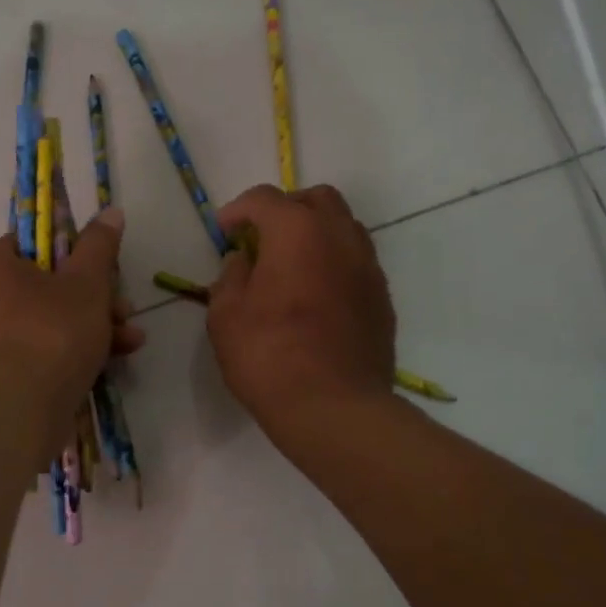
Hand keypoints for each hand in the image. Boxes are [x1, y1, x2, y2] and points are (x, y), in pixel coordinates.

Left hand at [0, 207, 143, 458]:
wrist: (14, 413)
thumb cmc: (50, 335)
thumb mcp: (87, 284)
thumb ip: (99, 246)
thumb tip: (111, 211)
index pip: (35, 243)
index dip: (77, 256)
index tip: (105, 274)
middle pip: (43, 286)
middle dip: (93, 299)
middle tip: (123, 312)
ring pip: (42, 322)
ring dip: (89, 328)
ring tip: (129, 341)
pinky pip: (31, 352)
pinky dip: (65, 354)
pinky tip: (106, 364)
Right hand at [207, 184, 395, 440]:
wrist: (333, 407)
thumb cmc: (269, 357)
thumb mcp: (225, 316)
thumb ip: (230, 277)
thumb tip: (243, 261)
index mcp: (297, 232)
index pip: (265, 199)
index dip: (238, 210)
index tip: (223, 231)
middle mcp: (340, 237)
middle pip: (316, 199)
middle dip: (285, 209)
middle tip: (261, 238)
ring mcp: (368, 267)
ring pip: (344, 227)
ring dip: (315, 233)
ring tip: (291, 265)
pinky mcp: (382, 298)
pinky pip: (357, 262)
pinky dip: (334, 263)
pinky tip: (316, 295)